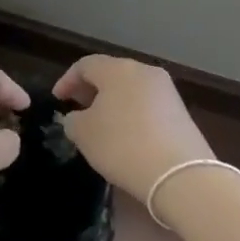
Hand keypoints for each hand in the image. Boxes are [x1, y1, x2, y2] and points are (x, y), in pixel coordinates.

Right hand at [53, 55, 212, 201]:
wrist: (180, 175)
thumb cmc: (122, 145)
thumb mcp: (82, 133)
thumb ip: (73, 119)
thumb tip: (79, 117)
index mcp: (118, 69)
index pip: (85, 65)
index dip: (67, 80)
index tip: (57, 100)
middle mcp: (145, 72)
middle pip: (111, 73)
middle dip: (91, 89)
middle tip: (77, 108)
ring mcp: (167, 92)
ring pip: (131, 89)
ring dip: (112, 102)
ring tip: (100, 124)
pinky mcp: (181, 113)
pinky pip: (147, 105)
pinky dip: (131, 114)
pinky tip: (125, 136)